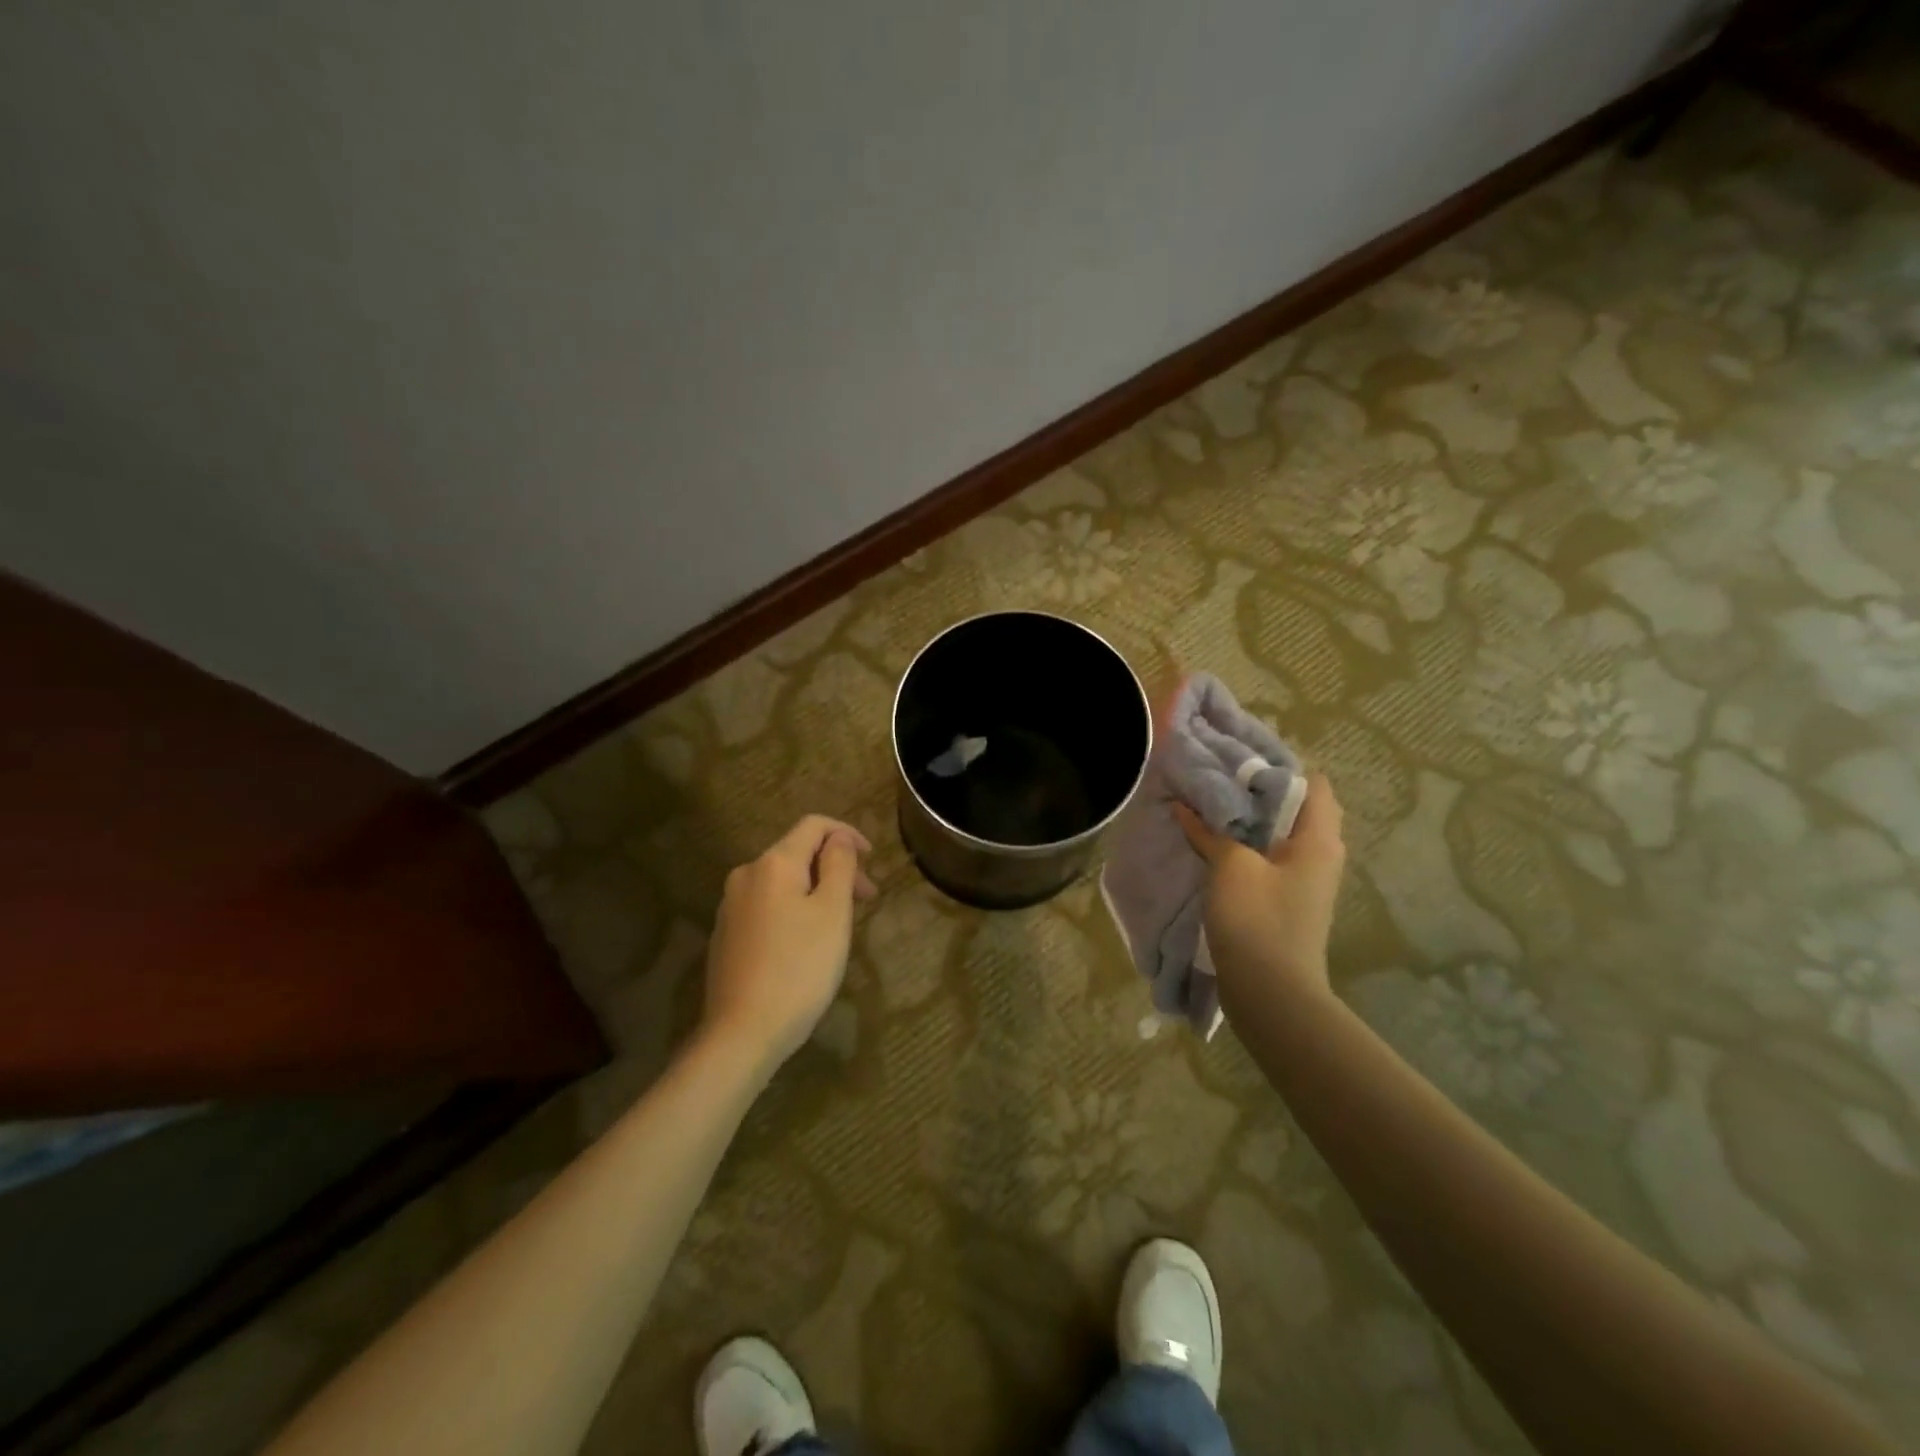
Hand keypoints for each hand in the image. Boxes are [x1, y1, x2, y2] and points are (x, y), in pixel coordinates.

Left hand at [701, 815, 877, 1072]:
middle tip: (867, 899)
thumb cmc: (799, 968)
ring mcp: (731, 906)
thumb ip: (839, 865)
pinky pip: (768, 906)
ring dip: (817, 890)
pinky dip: (794, 909)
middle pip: (798, 854)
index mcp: (773, 863)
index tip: (872, 859)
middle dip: (835, 867)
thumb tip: (838, 838)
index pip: (813, 826)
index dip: (847, 834)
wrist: (742, 1033)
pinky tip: (808, 942)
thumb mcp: (833, 913)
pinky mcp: (726, 935)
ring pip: (783, 882)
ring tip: (841, 923)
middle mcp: (746, 875)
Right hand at [1175, 772, 1345, 1003]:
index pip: (1313, 784)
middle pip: (1292, 808)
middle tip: (1214, 779)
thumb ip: (1210, 831)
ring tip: (1206, 805)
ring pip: (1275, 836)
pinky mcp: (1284, 901)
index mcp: (1319, 840)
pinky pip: (1265, 860)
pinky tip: (1210, 843)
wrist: (1271, 994)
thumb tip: (1186, 807)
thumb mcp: (1230, 866)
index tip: (1239, 761)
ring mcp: (1303, 881)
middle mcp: (1319, 855)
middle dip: (1254, 793)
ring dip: (1244, 822)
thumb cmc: (1258, 919)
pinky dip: (1242, 847)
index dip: (1280, 767)